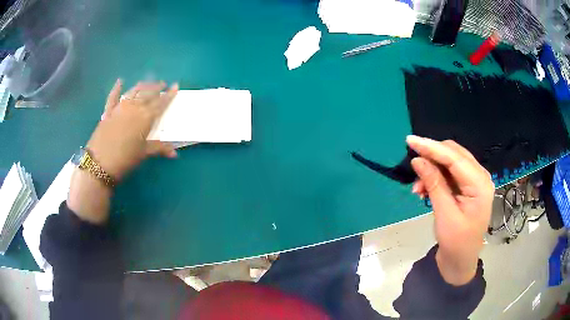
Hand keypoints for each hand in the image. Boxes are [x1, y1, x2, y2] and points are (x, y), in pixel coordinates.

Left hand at [88, 80, 178, 179]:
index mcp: (145, 117)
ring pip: (133, 91)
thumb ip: (159, 149)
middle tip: (163, 84)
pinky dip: (116, 89)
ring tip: (147, 83)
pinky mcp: (108, 111)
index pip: (160, 103)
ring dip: (142, 86)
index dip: (169, 95)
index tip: (176, 85)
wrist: (100, 163)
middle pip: (147, 94)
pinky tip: (120, 82)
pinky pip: (113, 97)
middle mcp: (134, 108)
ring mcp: (120, 108)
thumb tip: (175, 153)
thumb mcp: (144, 154)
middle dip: (156, 87)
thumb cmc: (125, 159)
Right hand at [406, 136, 493, 285]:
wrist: (461, 262)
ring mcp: (474, 181)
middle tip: (412, 165)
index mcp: (480, 184)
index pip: (455, 158)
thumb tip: (417, 160)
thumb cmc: (456, 243)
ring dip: (432, 169)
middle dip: (432, 157)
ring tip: (418, 188)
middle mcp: (480, 176)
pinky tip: (424, 190)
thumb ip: (434, 184)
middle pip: (454, 154)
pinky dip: (436, 177)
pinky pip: (450, 173)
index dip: (432, 147)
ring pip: (451, 162)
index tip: (410, 141)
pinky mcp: (467, 187)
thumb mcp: (444, 214)